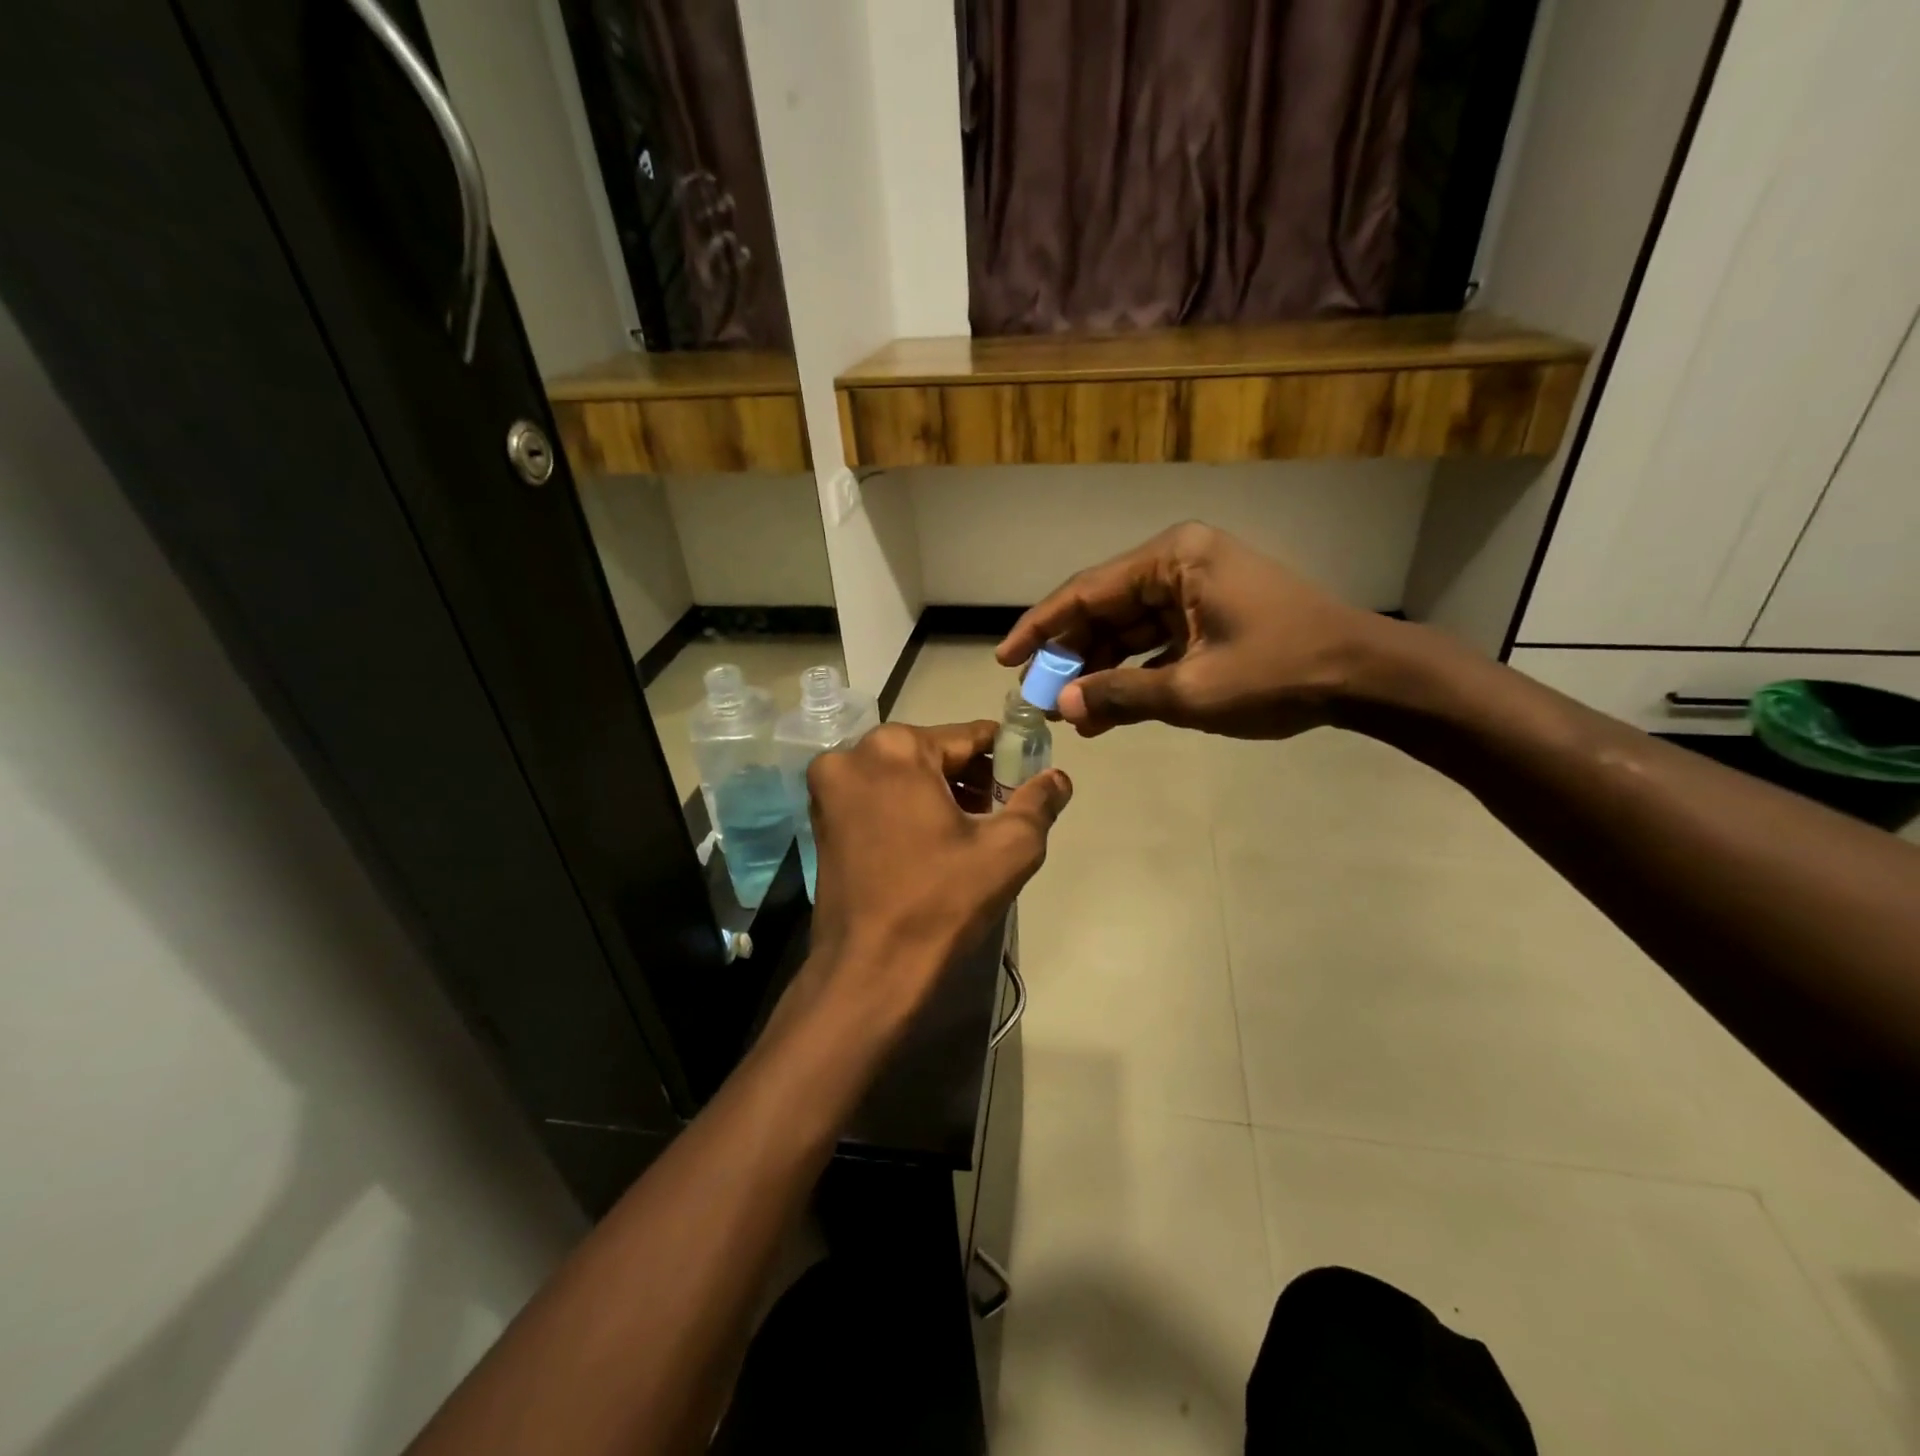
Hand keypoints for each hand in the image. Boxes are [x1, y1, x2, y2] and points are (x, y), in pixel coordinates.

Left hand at [801, 721, 1071, 1028]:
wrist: (869, 973)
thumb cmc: (940, 903)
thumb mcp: (1008, 849)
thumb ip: (1039, 802)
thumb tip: (1059, 777)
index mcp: (895, 747)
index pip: (969, 736)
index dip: (1007, 755)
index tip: (1029, 778)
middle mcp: (852, 754)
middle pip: (933, 753)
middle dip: (972, 777)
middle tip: (1003, 812)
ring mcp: (829, 788)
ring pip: (904, 775)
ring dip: (941, 793)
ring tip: (975, 831)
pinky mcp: (820, 820)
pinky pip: (878, 797)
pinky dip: (908, 808)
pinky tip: (935, 842)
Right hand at [996, 521, 1386, 740]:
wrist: (1366, 677)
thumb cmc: (1280, 672)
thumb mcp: (1192, 690)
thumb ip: (1119, 695)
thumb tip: (1061, 705)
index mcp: (1173, 559)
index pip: (1085, 591)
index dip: (1040, 628)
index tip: (1005, 660)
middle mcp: (1179, 562)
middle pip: (1104, 609)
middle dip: (1071, 656)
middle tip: (1037, 695)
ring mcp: (1196, 588)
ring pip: (1128, 629)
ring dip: (1100, 671)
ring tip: (1070, 714)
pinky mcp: (1210, 614)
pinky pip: (1155, 642)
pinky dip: (1133, 674)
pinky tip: (1107, 711)